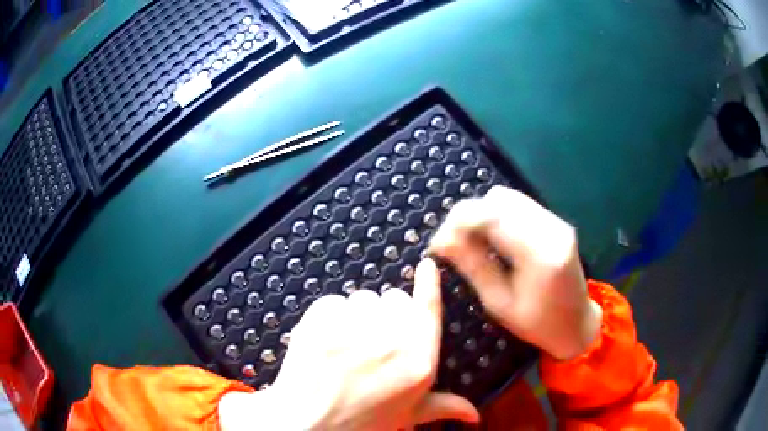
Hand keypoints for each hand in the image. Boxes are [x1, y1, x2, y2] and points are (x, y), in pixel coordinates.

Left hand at [219, 259, 479, 430]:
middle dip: (385, 314)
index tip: (426, 266)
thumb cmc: (363, 422)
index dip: (428, 284)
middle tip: (372, 342)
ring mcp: (354, 328)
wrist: (308, 425)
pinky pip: (332, 301)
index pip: (428, 309)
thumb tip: (475, 413)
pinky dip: (330, 315)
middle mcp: (391, 340)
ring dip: (357, 314)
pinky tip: (327, 341)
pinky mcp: (321, 321)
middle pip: (393, 299)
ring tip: (347, 344)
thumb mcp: (409, 415)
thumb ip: (445, 406)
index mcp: (419, 361)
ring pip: (362, 298)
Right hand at [429, 185, 601, 360]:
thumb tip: (441, 242)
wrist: (577, 324)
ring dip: (482, 214)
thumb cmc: (537, 324)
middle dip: (467, 216)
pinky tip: (491, 238)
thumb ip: (472, 266)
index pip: (490, 215)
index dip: (456, 223)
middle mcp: (551, 227)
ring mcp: (556, 221)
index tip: (437, 244)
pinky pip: (519, 205)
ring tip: (470, 242)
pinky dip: (497, 216)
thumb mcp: (499, 303)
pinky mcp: (556, 221)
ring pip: (507, 197)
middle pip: (498, 199)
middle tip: (451, 244)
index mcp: (539, 252)